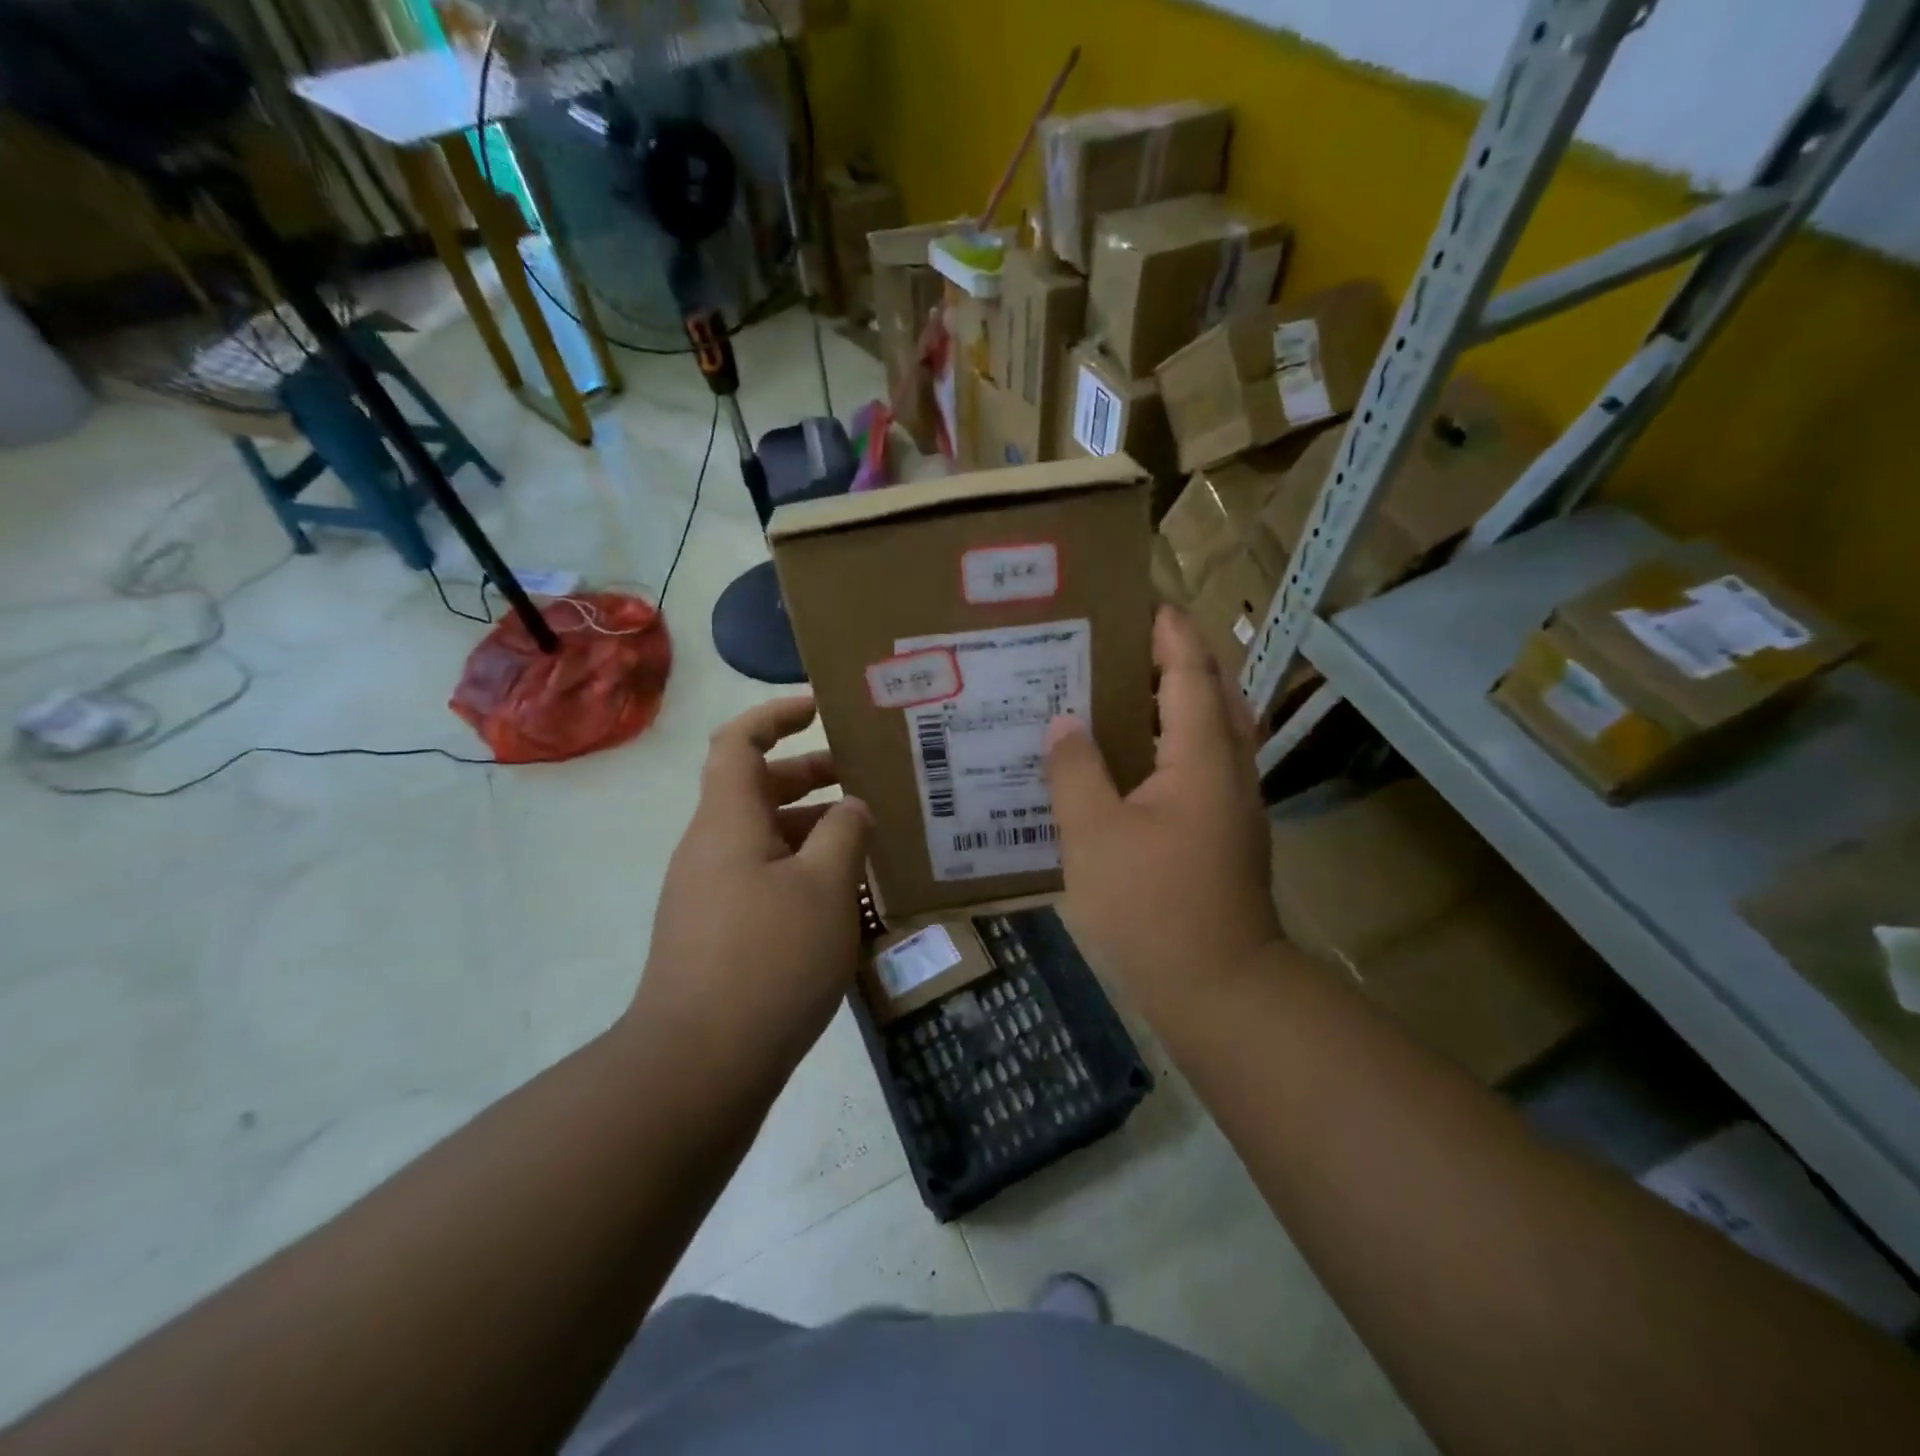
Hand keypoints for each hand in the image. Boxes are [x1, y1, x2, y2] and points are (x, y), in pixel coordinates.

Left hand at [628, 696, 871, 1081]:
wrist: (696, 1068)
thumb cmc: (767, 960)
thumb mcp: (825, 886)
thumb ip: (845, 833)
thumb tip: (852, 808)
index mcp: (728, 821)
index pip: (740, 742)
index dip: (777, 714)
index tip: (822, 710)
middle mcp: (711, 849)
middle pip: (759, 790)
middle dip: (813, 777)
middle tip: (868, 783)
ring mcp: (710, 895)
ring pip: (767, 841)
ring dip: (815, 832)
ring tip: (871, 845)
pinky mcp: (718, 935)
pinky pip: (765, 882)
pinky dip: (804, 875)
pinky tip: (845, 902)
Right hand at [1044, 608, 1281, 1024]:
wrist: (1219, 987)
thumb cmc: (1153, 905)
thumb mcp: (1094, 836)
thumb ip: (1076, 772)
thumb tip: (1064, 724)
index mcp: (1201, 758)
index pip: (1191, 673)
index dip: (1170, 634)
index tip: (1144, 602)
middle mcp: (1230, 771)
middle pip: (1217, 695)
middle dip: (1182, 659)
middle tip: (1130, 644)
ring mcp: (1235, 805)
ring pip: (1216, 732)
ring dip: (1184, 700)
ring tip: (1129, 691)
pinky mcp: (1227, 834)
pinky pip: (1206, 765)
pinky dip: (1179, 742)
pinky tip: (1137, 761)